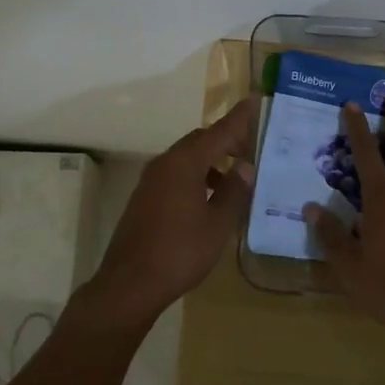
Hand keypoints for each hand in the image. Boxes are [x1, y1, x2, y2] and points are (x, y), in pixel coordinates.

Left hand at [88, 97, 257, 326]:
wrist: (130, 283)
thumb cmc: (180, 252)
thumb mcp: (217, 224)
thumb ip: (234, 191)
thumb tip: (245, 168)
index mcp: (185, 163)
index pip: (218, 131)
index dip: (238, 118)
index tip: (254, 100)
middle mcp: (165, 163)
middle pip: (200, 141)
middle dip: (225, 142)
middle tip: (250, 152)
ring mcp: (151, 180)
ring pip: (186, 158)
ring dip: (210, 162)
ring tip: (233, 180)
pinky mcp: (144, 197)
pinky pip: (175, 174)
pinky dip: (195, 176)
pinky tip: (208, 200)